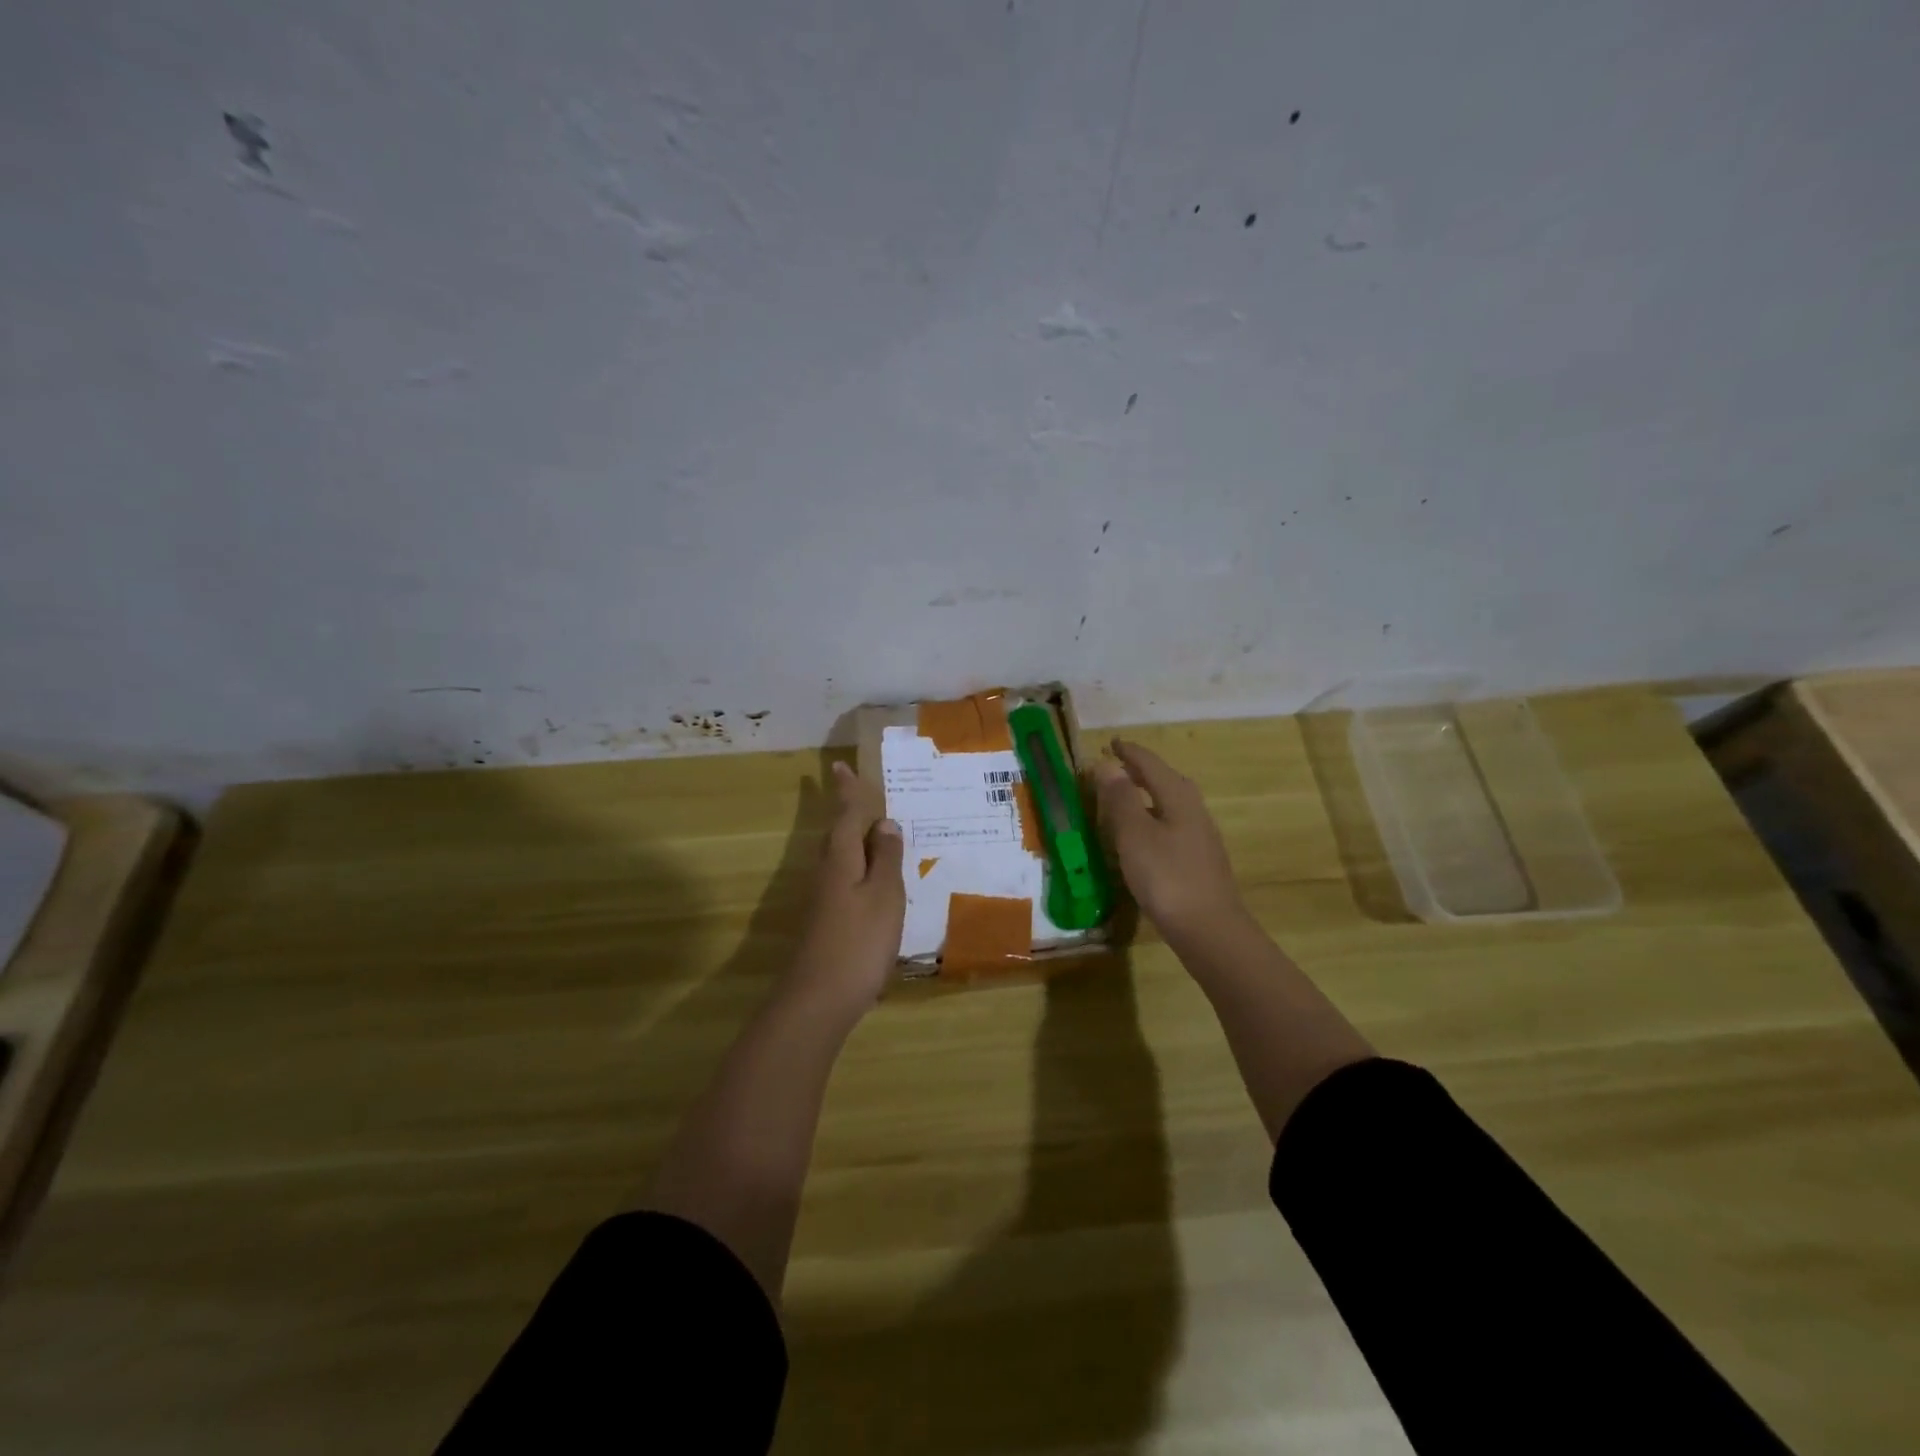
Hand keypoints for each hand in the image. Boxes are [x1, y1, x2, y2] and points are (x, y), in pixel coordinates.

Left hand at [784, 761, 905, 1021]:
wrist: (818, 998)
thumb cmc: (858, 941)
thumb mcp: (884, 895)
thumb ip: (885, 858)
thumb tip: (884, 823)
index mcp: (840, 859)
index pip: (844, 814)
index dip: (846, 791)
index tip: (839, 765)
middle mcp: (826, 872)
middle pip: (836, 834)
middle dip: (847, 812)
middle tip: (860, 793)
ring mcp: (823, 899)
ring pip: (839, 857)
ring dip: (854, 840)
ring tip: (875, 832)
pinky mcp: (827, 921)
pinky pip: (844, 879)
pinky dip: (859, 868)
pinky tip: (873, 881)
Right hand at [1093, 738, 1247, 938]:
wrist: (1209, 930)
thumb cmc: (1167, 877)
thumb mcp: (1134, 835)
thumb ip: (1120, 798)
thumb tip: (1107, 765)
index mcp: (1178, 798)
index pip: (1151, 764)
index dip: (1129, 752)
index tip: (1111, 743)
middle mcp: (1194, 811)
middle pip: (1166, 781)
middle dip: (1141, 771)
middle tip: (1116, 767)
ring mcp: (1200, 838)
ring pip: (1170, 805)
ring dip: (1147, 796)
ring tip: (1124, 800)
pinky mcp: (1199, 862)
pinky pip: (1172, 827)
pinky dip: (1153, 821)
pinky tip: (1142, 839)